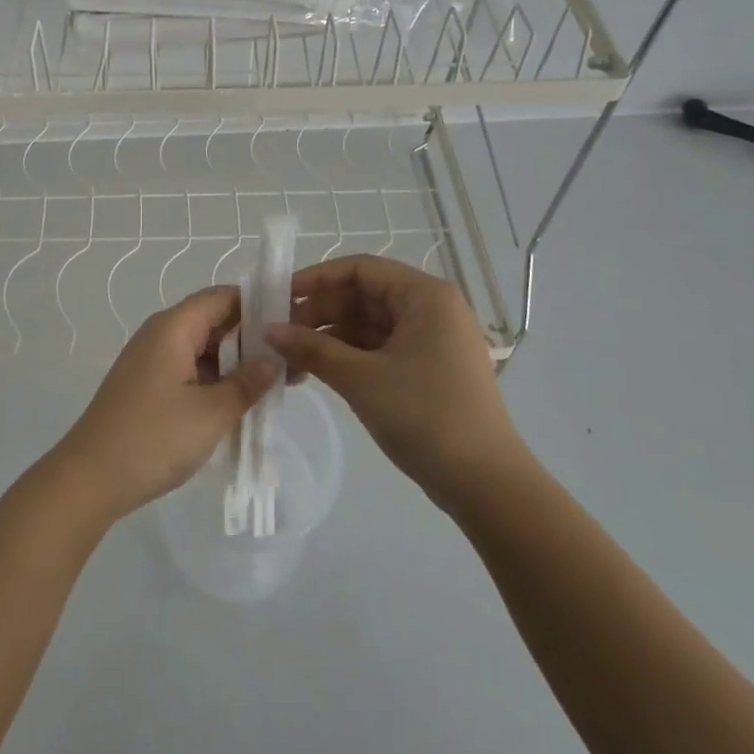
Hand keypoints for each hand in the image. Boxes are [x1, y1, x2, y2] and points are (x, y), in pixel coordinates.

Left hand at [51, 286, 278, 522]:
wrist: (90, 478)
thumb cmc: (153, 438)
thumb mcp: (211, 413)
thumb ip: (247, 383)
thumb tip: (274, 359)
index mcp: (173, 327)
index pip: (222, 297)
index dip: (258, 304)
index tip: (294, 321)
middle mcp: (160, 335)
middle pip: (214, 322)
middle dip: (253, 339)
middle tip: (293, 361)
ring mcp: (151, 361)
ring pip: (203, 350)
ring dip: (236, 364)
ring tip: (277, 384)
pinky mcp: (147, 387)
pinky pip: (189, 371)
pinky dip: (216, 381)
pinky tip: (242, 402)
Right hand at [266, 255, 519, 501]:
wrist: (485, 483)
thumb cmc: (424, 416)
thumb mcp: (360, 378)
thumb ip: (311, 348)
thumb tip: (268, 330)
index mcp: (425, 296)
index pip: (360, 269)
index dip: (316, 279)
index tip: (278, 297)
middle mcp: (431, 309)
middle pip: (362, 296)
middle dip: (318, 314)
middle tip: (277, 337)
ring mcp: (432, 341)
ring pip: (368, 326)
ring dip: (328, 339)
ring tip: (289, 362)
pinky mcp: (428, 369)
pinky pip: (379, 349)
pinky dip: (347, 358)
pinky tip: (315, 373)